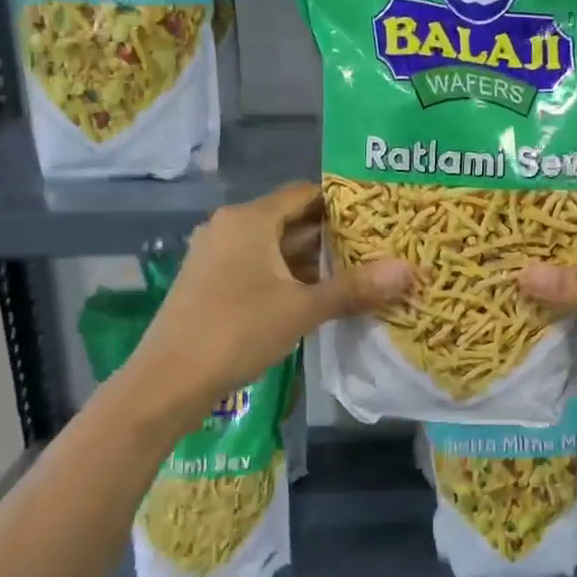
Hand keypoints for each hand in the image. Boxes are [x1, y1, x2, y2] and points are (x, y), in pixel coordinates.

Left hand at [115, 183, 411, 431]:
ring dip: (312, 262)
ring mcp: (217, 255)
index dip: (343, 203)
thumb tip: (409, 269)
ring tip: (358, 273)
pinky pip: (259, 268)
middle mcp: (230, 228)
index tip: (379, 217)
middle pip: (291, 220)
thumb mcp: (301, 309)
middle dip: (333, 237)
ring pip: (275, 248)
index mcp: (249, 219)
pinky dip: (289, 278)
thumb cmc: (236, 332)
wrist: (167, 382)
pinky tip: (318, 298)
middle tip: (378, 248)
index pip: (305, 194)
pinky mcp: (212, 282)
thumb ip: (354, 288)